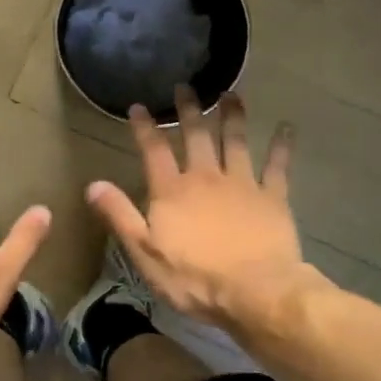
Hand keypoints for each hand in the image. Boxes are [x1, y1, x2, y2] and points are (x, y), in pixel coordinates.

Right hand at [85, 87, 306, 331]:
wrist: (255, 293)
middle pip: (196, 136)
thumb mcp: (144, 253)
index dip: (145, 127)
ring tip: (231, 94)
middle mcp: (206, 177)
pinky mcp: (272, 198)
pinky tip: (287, 128)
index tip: (140, 106)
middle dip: (189, 109)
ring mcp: (242, 184)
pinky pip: (277, 166)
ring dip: (232, 116)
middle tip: (186, 87)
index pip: (154, 150)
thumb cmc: (194, 279)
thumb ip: (120, 215)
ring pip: (235, 142)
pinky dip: (282, 146)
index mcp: (172, 191)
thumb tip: (93, 184)